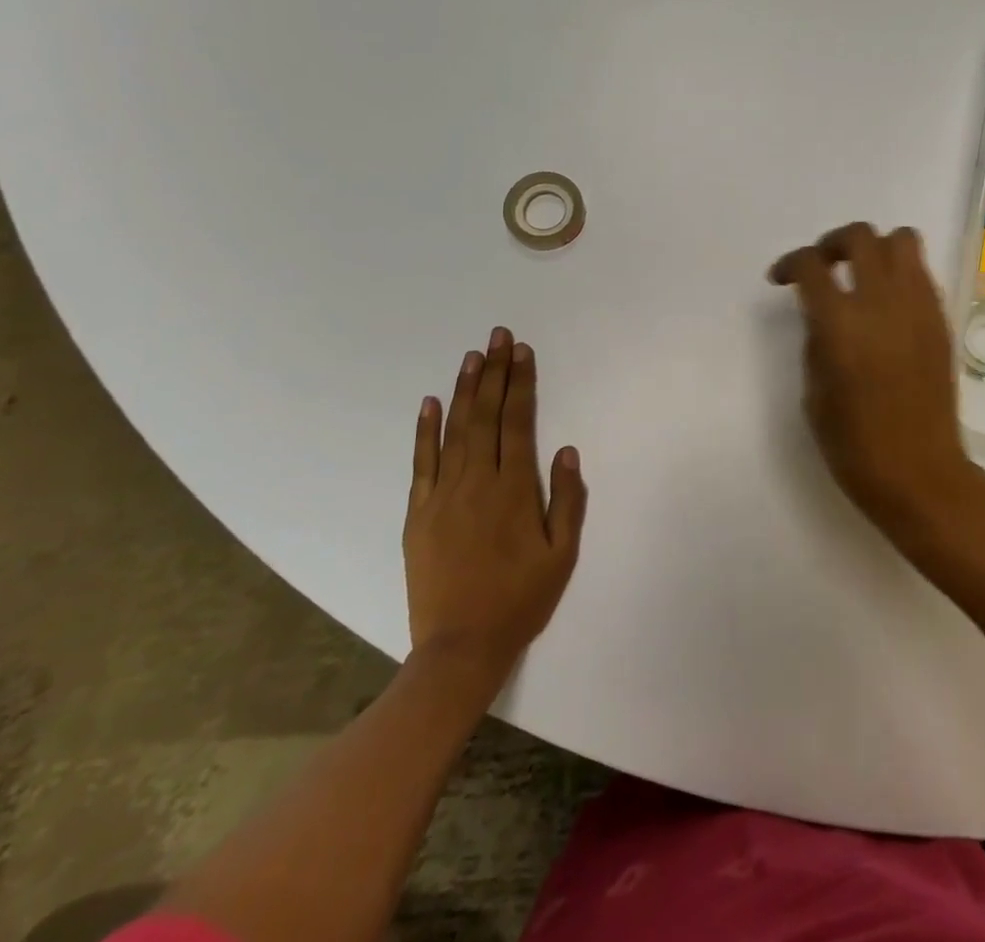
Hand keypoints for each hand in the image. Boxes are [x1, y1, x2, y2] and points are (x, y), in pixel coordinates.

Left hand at [403, 328, 587, 681]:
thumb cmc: (520, 599)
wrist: (460, 647)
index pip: (517, 422)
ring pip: (454, 430)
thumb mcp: (561, 554)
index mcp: (513, 489)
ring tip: (472, 356)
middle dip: (493, 372)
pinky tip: (429, 403)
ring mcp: (442, 496)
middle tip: (498, 337)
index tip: (522, 352)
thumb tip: (566, 451)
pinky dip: (424, 431)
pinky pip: (421, 463)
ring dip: (463, 390)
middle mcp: (476, 482)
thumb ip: (567, 499)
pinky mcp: (417, 514)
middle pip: (485, 416)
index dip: (520, 384)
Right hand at [769, 223, 984, 540]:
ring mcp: (918, 306)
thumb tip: (824, 314)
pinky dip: (900, 273)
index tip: (782, 278)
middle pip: (860, 236)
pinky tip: (888, 304)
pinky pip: (921, 273)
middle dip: (833, 243)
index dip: (789, 263)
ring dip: (875, 248)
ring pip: (902, 240)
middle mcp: (881, 301)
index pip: (810, 264)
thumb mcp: (815, 390)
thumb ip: (817, 339)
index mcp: (839, 322)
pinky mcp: (940, 319)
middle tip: (823, 266)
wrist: (918, 471)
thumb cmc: (853, 443)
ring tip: (862, 275)